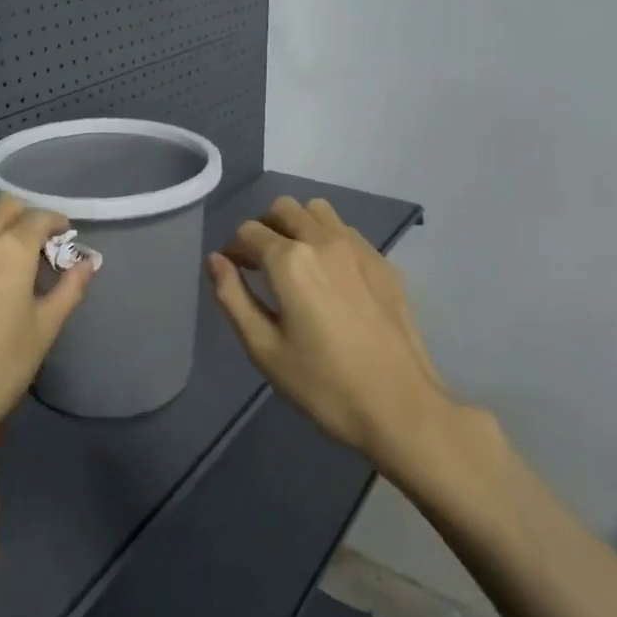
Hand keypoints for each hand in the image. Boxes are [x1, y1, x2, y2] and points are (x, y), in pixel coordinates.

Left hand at [0, 195, 94, 458]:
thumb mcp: (44, 330)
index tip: (68, 241)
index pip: (39, 217)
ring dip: (0, 225)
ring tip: (15, 259)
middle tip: (42, 247)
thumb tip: (87, 263)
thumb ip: (68, 290)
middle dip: (27, 217)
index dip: (58, 224)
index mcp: (10, 247)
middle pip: (5, 207)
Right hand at [207, 197, 469, 480]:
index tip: (235, 275)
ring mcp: (359, 249)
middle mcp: (323, 241)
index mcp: (290, 260)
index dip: (234, 250)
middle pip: (283, 208)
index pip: (248, 231)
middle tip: (261, 266)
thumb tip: (215, 260)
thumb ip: (233, 297)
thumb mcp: (263, 348)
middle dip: (264, 229)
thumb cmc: (323, 384)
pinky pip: (347, 231)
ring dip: (298, 225)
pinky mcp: (384, 264)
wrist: (401, 408)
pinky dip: (329, 239)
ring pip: (318, 211)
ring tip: (296, 263)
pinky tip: (331, 278)